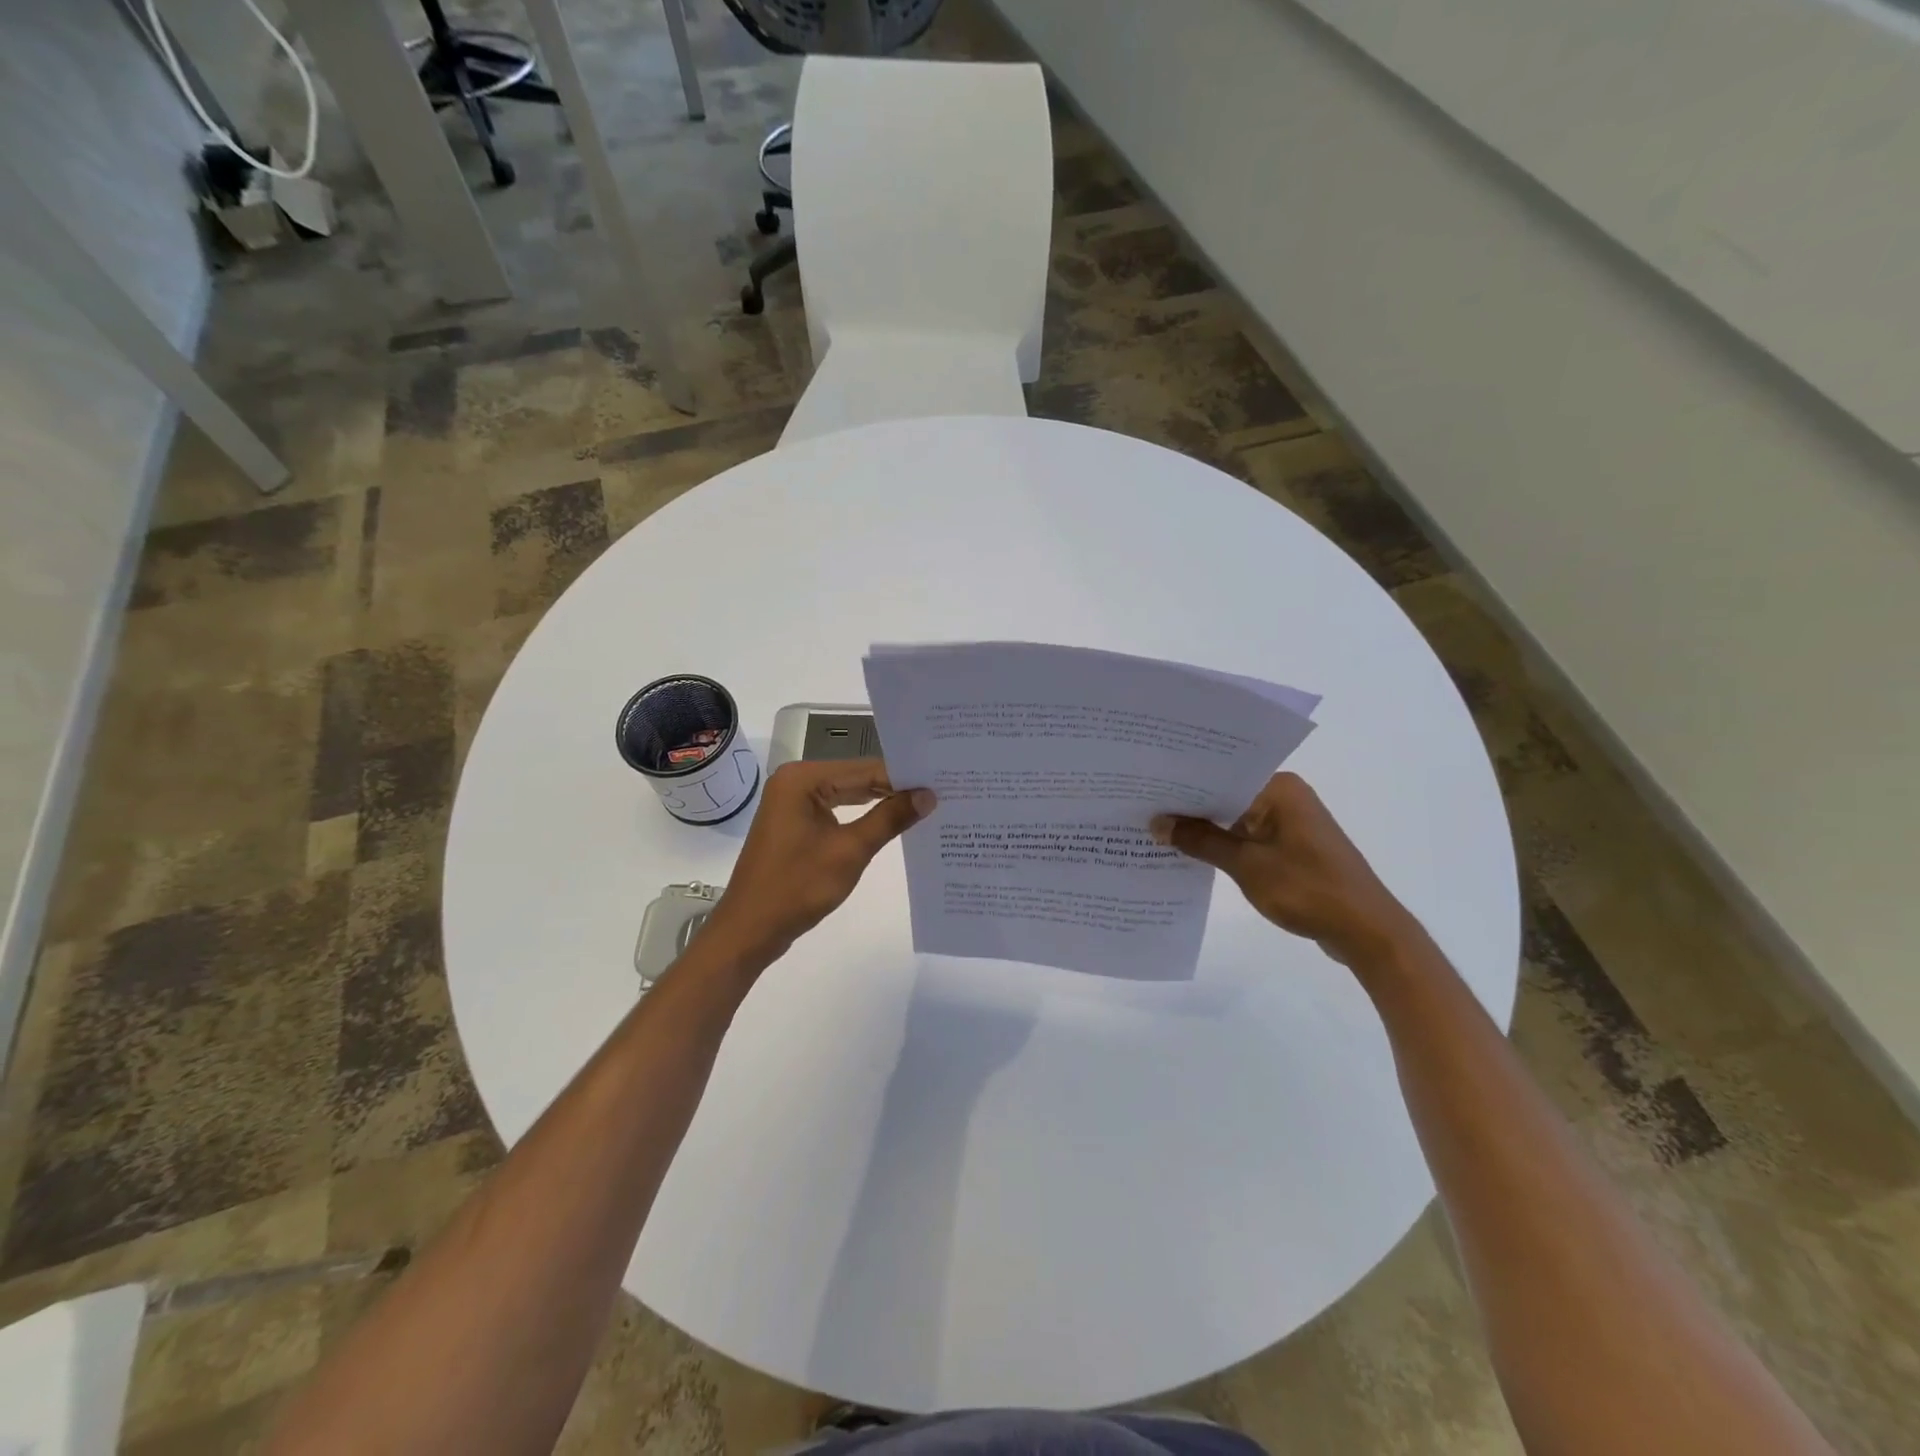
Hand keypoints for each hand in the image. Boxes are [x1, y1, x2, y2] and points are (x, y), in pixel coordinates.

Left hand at [704, 759, 933, 966]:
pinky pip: (836, 811)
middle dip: (894, 788)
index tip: (943, 781)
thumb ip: (890, 818)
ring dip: (881, 803)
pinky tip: (891, 823)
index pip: (865, 769)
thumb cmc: (796, 887)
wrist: (749, 930)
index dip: (904, 776)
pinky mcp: (795, 824)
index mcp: (803, 779)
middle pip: (856, 778)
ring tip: (925, 805)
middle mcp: (796, 782)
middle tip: (940, 791)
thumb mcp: (850, 851)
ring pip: (847, 795)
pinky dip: (862, 818)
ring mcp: (793, 803)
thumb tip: (928, 794)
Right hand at [1151, 772, 1418, 967]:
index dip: (1182, 784)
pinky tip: (1192, 854)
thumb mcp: (1246, 865)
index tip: (1144, 789)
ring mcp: (1290, 822)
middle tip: (1141, 809)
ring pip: (1235, 818)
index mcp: (1279, 788)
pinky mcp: (1292, 846)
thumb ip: (1201, 841)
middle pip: (1226, 795)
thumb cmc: (1308, 890)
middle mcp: (1286, 796)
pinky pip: (1248, 837)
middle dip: (1189, 808)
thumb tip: (1158, 823)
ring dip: (1205, 829)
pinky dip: (1224, 845)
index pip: (1220, 774)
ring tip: (1157, 832)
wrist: (1367, 932)